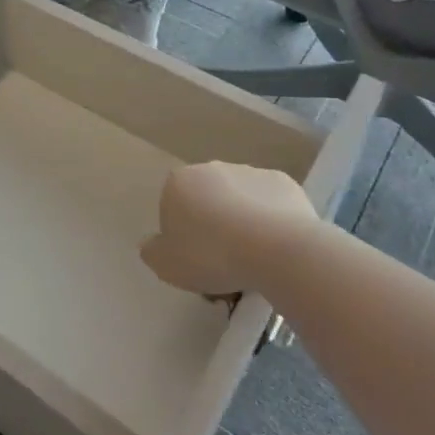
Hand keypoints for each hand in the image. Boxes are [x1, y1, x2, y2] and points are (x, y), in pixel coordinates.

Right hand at [141, 162, 321, 297]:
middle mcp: (211, 168)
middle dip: (212, 224)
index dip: (181, 236)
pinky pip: (271, 204)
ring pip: (240, 200)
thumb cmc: (212, 256)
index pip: (172, 207)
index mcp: (178, 182)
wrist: (277, 249)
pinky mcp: (283, 182)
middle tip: (224, 261)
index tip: (195, 260)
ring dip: (242, 221)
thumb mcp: (167, 266)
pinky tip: (277, 246)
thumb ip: (152, 252)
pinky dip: (272, 220)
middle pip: (207, 199)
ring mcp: (249, 172)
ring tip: (254, 258)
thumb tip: (151, 244)